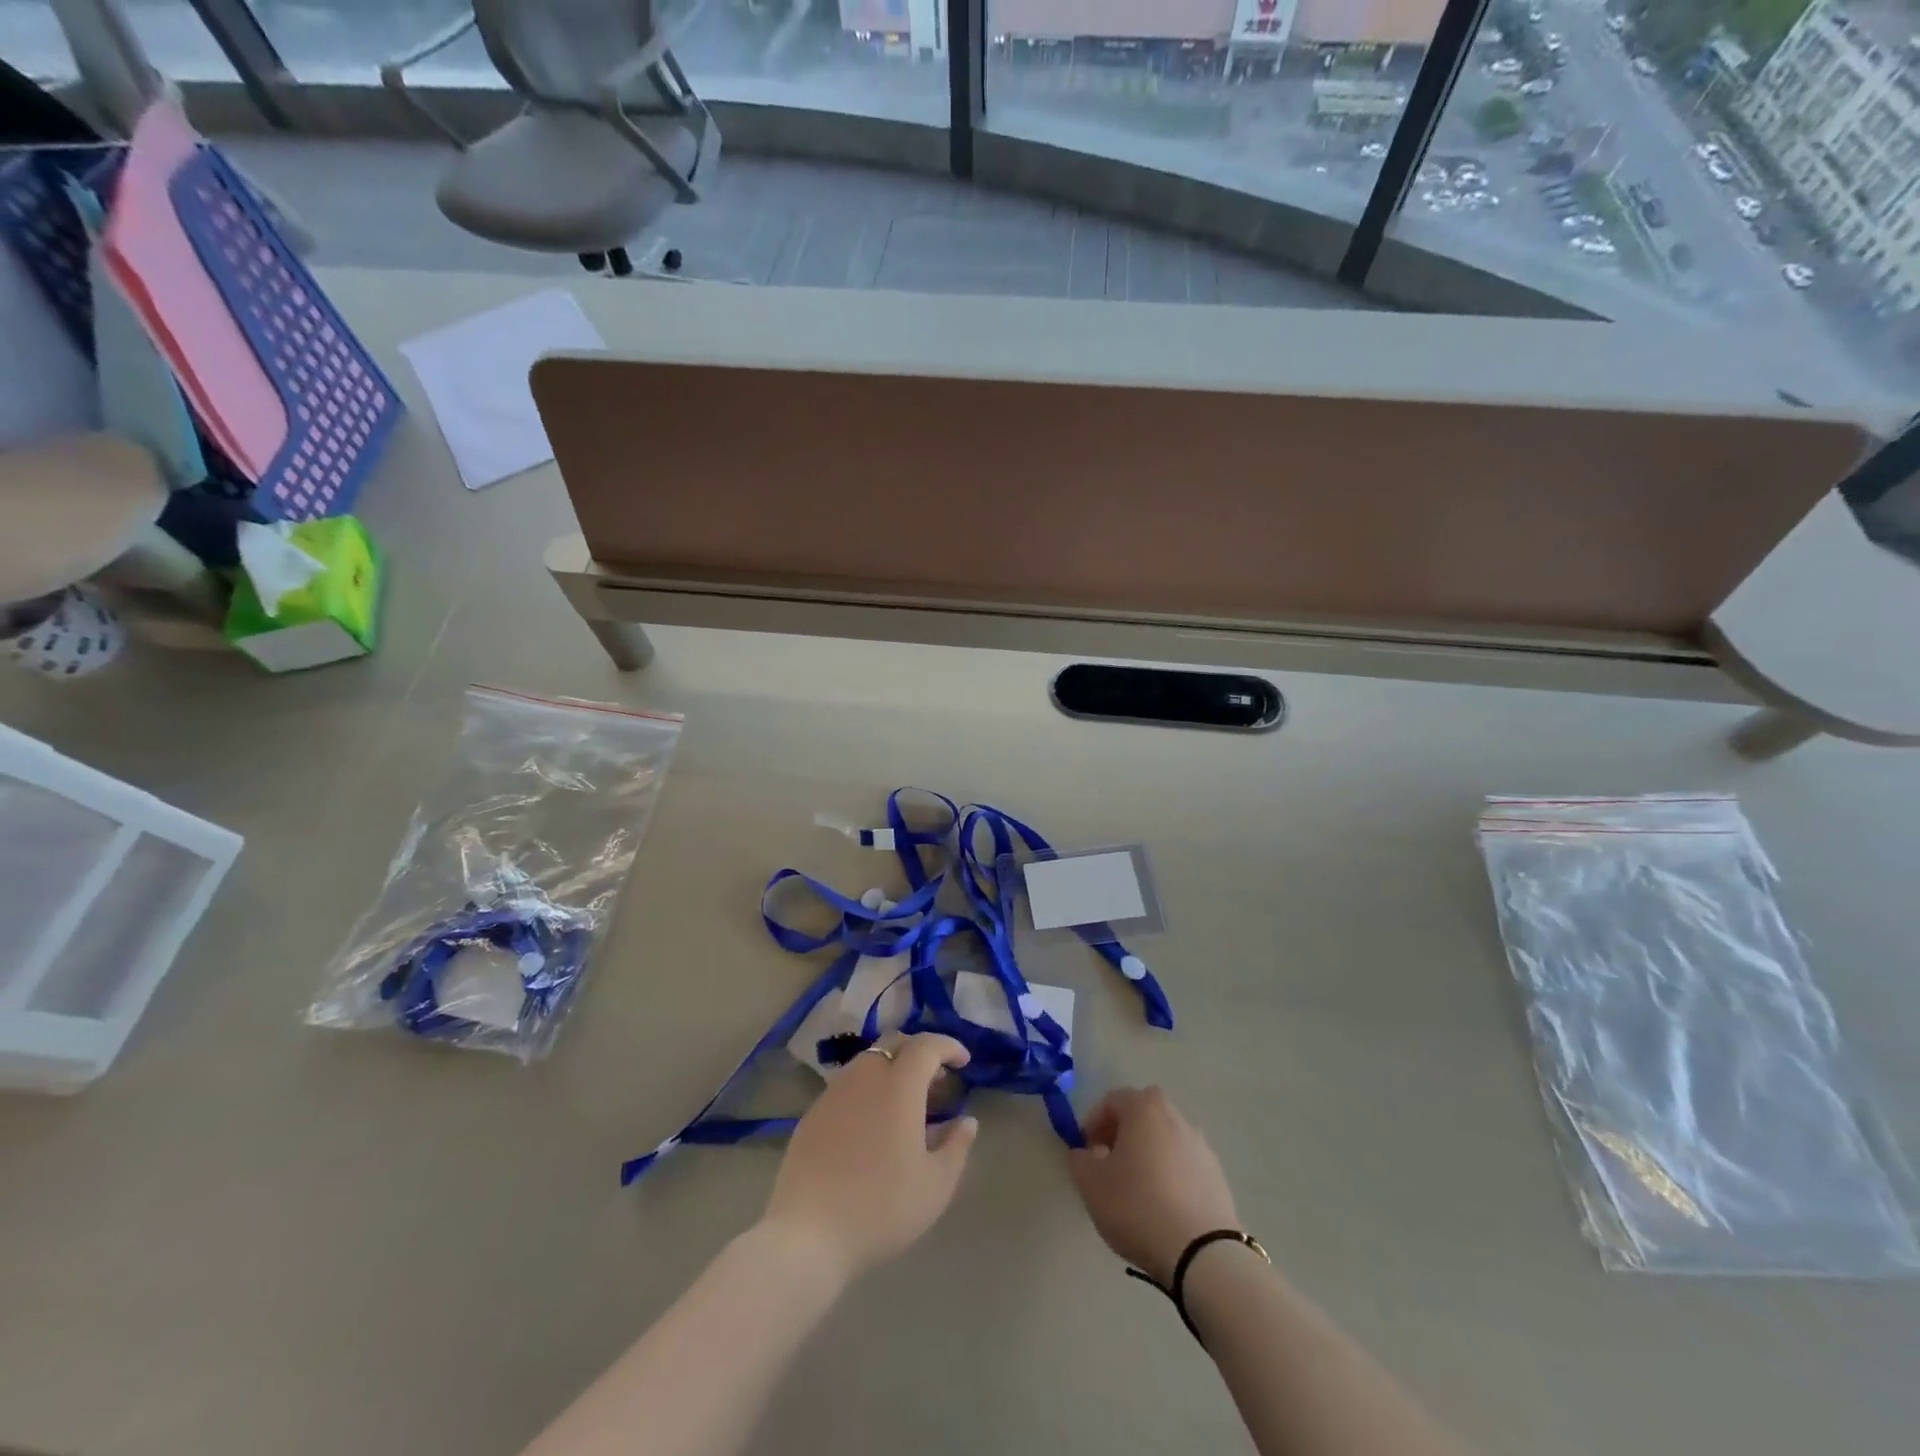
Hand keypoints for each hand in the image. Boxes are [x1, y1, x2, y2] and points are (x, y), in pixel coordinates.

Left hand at [760, 1033, 977, 1284]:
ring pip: (869, 1061)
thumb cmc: (881, 1207)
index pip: (926, 1045)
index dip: (948, 1046)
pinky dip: (868, 1088)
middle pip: (894, 1043)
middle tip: (936, 1078)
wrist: (808, 1234)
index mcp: (899, 1085)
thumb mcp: (935, 1185)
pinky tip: (873, 1123)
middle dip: (919, 1051)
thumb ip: (956, 1146)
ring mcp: (834, 1092)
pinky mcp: (813, 1113)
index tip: (964, 1062)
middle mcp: (865, 1076)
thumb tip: (967, 1121)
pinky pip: (848, 1084)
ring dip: (892, 1068)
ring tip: (906, 1102)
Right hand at [1069, 1086, 1239, 1286]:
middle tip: (1110, 1161)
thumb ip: (1080, 1160)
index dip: (1093, 1122)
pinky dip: (1171, 1173)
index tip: (1085, 1150)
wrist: (1202, 1254)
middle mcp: (1175, 1117)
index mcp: (1144, 1109)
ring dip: (1149, 1152)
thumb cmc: (1137, 1207)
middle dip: (1123, 1132)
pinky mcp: (1217, 1175)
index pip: (1112, 1100)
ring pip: (1165, 1138)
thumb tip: (1085, 1153)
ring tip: (1137, 1187)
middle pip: (1143, 1114)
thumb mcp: (1091, 1184)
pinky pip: (1184, 1163)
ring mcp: (1201, 1145)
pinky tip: (1163, 1205)